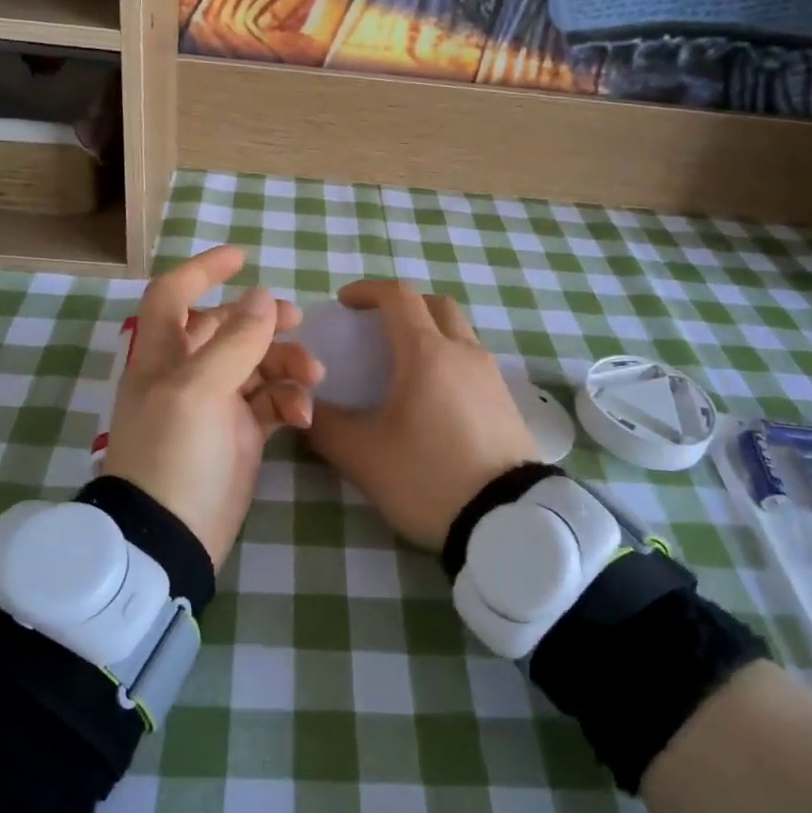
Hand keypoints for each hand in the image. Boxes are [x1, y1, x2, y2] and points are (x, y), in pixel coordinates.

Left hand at [102, 246, 320, 569]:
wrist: (170, 538)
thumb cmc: (174, 455)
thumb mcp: (200, 391)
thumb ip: (235, 342)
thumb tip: (262, 296)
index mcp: (163, 355)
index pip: (174, 295)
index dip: (202, 271)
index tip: (242, 257)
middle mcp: (187, 373)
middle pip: (226, 327)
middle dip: (263, 321)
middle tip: (300, 321)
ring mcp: (215, 404)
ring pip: (256, 364)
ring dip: (286, 364)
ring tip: (313, 378)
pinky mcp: (239, 434)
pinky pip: (270, 402)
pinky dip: (288, 401)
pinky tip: (302, 416)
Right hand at [305, 279, 538, 553]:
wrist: (506, 522)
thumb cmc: (428, 478)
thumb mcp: (363, 456)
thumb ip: (326, 426)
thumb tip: (304, 409)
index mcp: (426, 353)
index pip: (398, 297)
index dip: (367, 290)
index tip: (343, 303)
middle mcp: (464, 352)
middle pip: (435, 305)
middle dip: (402, 305)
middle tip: (376, 328)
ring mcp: (491, 375)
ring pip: (459, 331)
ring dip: (429, 331)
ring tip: (402, 365)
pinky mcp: (506, 401)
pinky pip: (473, 360)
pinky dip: (448, 358)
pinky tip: (433, 396)